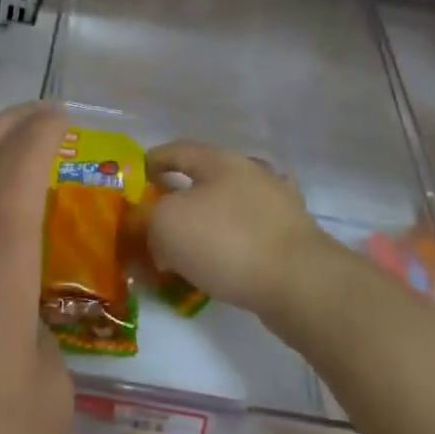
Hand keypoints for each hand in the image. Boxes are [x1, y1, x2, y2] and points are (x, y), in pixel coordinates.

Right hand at [144, 141, 337, 323]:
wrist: (299, 282)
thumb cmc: (227, 241)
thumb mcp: (167, 224)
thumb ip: (150, 218)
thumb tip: (155, 230)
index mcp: (221, 160)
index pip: (177, 151)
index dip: (152, 161)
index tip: (135, 178)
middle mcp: (252, 173)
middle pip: (205, 180)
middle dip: (178, 198)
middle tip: (155, 221)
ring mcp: (277, 205)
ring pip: (228, 209)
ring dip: (205, 225)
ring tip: (184, 250)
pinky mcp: (292, 237)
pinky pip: (247, 236)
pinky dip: (228, 247)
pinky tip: (218, 266)